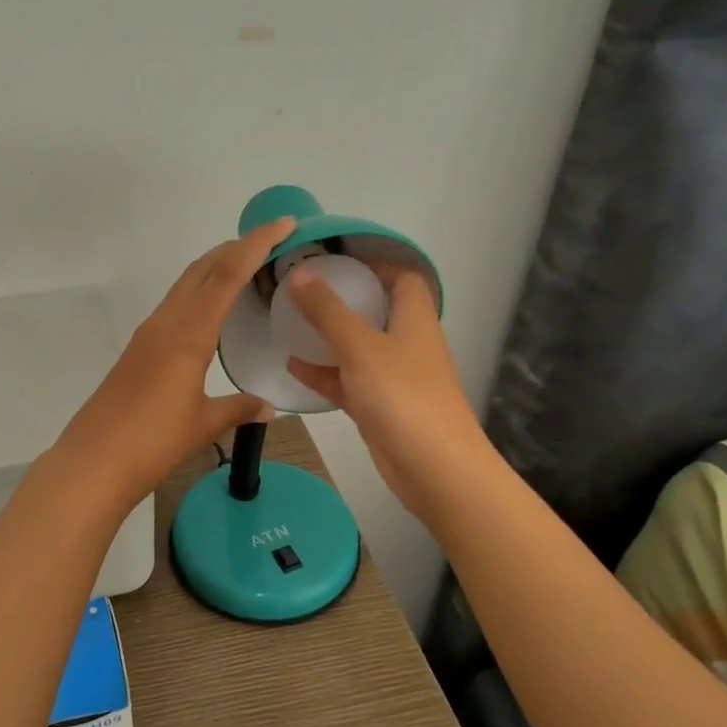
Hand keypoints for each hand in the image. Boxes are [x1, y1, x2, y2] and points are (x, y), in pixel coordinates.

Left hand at [53, 217, 297, 511]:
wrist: (93, 462)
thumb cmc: (153, 443)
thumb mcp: (203, 424)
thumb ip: (238, 408)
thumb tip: (268, 407)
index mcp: (189, 334)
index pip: (227, 275)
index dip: (256, 245)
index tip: (283, 224)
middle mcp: (166, 323)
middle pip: (202, 270)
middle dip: (235, 248)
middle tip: (270, 242)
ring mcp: (148, 334)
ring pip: (185, 285)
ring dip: (215, 268)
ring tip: (246, 268)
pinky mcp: (138, 350)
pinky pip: (174, 306)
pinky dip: (198, 294)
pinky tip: (210, 312)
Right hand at [284, 265, 490, 521]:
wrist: (434, 469)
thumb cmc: (402, 396)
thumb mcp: (359, 346)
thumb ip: (327, 311)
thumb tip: (299, 274)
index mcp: (414, 320)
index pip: (403, 278)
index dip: (376, 263)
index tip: (337, 257)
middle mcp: (407, 343)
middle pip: (378, 310)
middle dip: (344, 298)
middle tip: (304, 288)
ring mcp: (394, 377)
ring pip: (359, 347)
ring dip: (330, 336)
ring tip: (291, 322)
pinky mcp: (380, 407)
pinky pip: (348, 381)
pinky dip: (325, 373)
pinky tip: (293, 366)